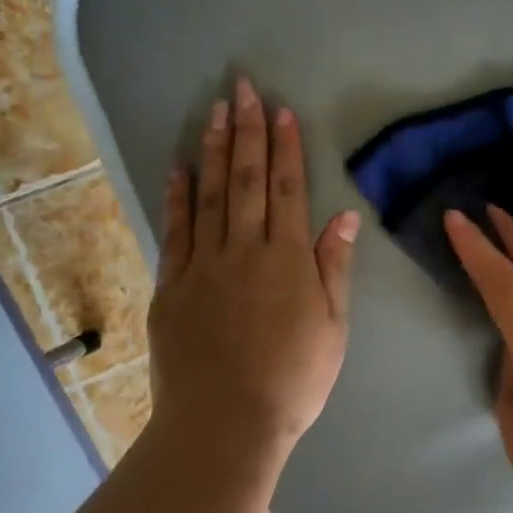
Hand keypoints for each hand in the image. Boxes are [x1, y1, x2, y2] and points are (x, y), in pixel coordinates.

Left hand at [146, 79, 358, 465]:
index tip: (280, 111)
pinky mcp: (171, 285)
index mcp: (287, 259)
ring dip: (212, 150)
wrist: (226, 423)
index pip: (286, 189)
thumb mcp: (333, 328)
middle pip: (245, 180)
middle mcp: (244, 250)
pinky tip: (178, 168)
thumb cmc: (293, 380)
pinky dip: (176, 196)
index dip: (284, 148)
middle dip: (246, 131)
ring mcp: (203, 265)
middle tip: (243, 89)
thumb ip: (333, 268)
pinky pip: (174, 231)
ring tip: (214, 111)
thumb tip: (341, 217)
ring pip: (209, 195)